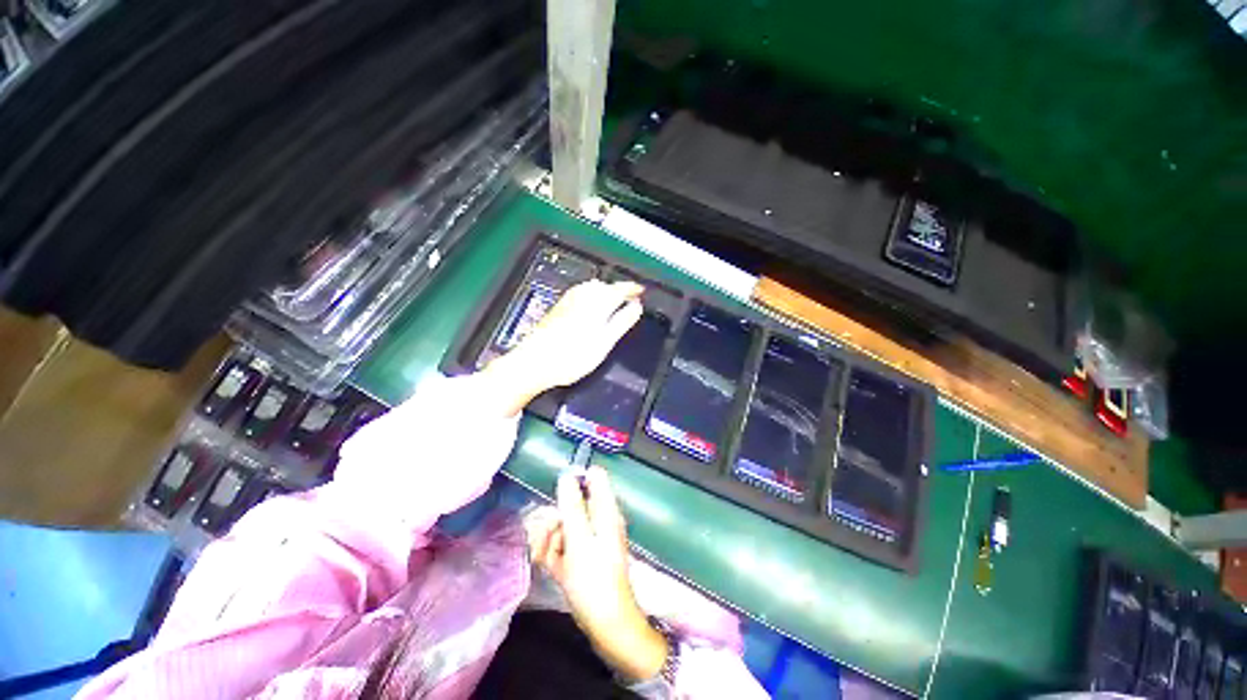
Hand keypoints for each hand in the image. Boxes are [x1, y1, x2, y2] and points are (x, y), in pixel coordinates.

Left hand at [485, 280, 642, 414]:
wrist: (535, 362)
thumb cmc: (572, 356)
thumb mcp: (604, 342)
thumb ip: (622, 322)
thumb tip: (636, 307)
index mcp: (596, 303)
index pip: (619, 289)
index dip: (632, 289)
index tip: (641, 290)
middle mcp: (581, 297)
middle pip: (605, 286)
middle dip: (618, 289)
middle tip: (630, 298)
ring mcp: (567, 301)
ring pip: (591, 288)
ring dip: (605, 290)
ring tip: (613, 300)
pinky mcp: (558, 308)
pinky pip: (580, 293)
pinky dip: (591, 294)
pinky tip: (589, 303)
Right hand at [526, 467, 667, 681]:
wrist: (605, 625)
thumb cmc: (594, 579)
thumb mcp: (580, 539)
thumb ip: (572, 506)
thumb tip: (567, 476)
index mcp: (604, 510)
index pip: (594, 478)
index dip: (575, 480)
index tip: (557, 496)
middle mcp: (597, 520)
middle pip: (571, 503)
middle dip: (554, 518)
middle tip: (545, 536)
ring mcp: (588, 539)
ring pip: (562, 525)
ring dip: (548, 539)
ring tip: (543, 556)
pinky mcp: (579, 557)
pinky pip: (561, 545)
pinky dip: (551, 553)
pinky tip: (546, 565)